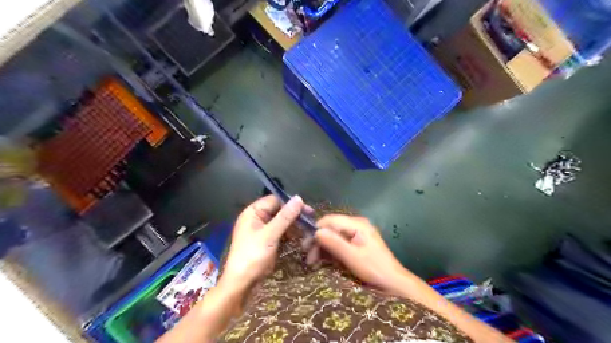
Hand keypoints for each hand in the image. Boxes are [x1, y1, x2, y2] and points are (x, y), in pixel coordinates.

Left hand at [222, 196, 302, 286]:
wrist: (242, 283)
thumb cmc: (253, 256)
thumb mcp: (270, 235)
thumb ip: (285, 217)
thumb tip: (299, 198)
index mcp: (253, 212)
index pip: (275, 200)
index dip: (291, 203)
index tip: (307, 211)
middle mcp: (256, 218)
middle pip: (279, 210)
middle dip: (294, 215)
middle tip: (310, 221)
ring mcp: (261, 229)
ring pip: (281, 221)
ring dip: (293, 224)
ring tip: (307, 230)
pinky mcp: (266, 240)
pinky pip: (280, 231)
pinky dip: (289, 233)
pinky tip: (299, 237)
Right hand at [315, 216, 403, 293]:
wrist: (393, 283)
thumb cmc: (374, 269)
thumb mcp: (353, 257)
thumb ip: (335, 243)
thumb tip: (316, 232)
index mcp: (357, 224)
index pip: (330, 220)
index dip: (316, 230)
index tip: (306, 246)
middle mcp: (356, 225)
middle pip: (331, 228)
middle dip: (318, 241)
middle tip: (309, 258)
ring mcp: (356, 233)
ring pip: (333, 236)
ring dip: (322, 247)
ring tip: (313, 263)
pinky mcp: (356, 243)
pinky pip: (338, 243)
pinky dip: (329, 251)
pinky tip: (322, 261)